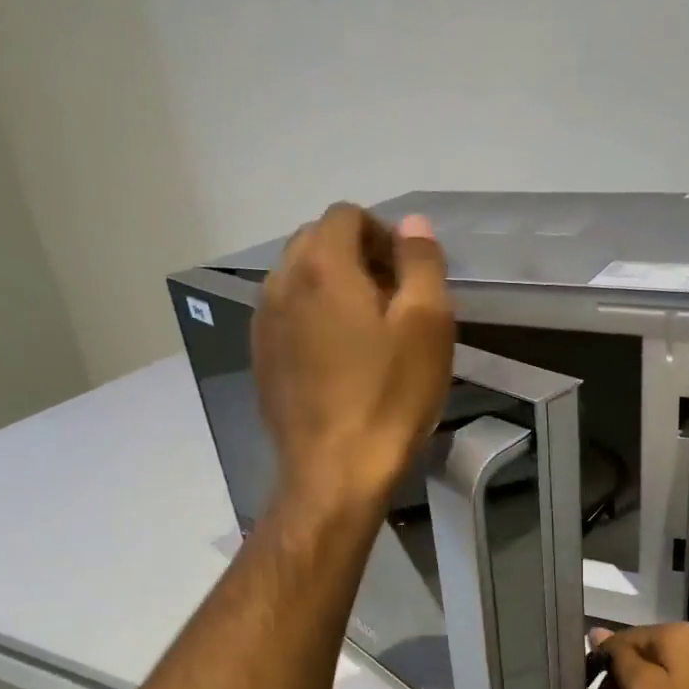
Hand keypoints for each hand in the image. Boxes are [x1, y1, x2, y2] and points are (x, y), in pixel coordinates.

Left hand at [254, 203, 453, 509]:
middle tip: (393, 301)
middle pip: (317, 242)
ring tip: (367, 332)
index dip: (384, 234)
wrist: (335, 473)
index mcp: (321, 265)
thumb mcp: (427, 326)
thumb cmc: (389, 398)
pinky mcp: (261, 359)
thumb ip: (422, 263)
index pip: (347, 215)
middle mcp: (280, 282)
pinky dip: (313, 318)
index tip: (409, 276)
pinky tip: (339, 360)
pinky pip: (287, 316)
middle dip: (357, 257)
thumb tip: (412, 224)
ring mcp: (263, 323)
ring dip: (333, 288)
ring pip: (298, 279)